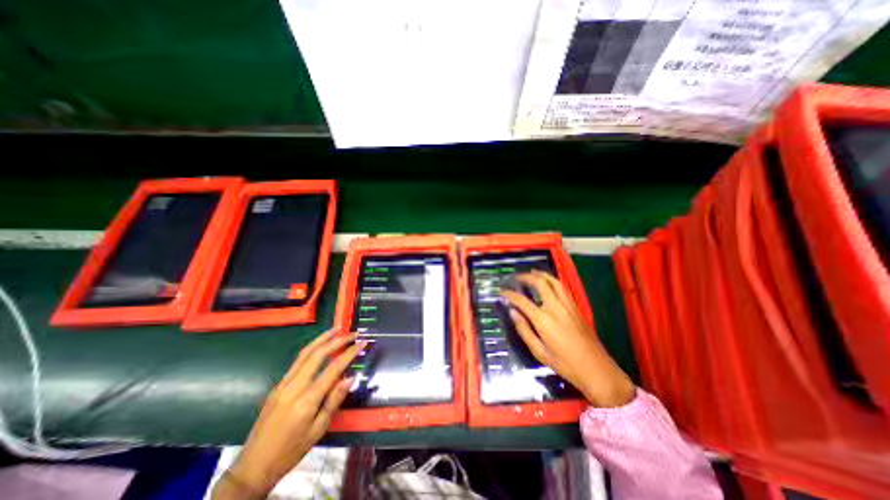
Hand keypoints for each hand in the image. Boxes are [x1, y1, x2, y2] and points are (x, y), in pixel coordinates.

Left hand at [213, 329, 362, 498]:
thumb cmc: (291, 451)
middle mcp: (294, 386)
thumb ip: (334, 401)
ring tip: (336, 329)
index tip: (362, 343)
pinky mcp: (278, 386)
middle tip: (352, 333)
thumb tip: (350, 378)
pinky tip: (320, 346)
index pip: (333, 368)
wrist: (253, 467)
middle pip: (318, 354)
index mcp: (306, 400)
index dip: (349, 353)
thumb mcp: (318, 431)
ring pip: (305, 353)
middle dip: (337, 340)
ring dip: (322, 338)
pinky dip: (312, 349)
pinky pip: (297, 361)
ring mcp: (283, 384)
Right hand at [500, 272, 639, 408]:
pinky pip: (563, 288)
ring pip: (554, 281)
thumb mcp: (539, 352)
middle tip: (517, 278)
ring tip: (532, 272)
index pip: (522, 301)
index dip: (510, 294)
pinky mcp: (576, 307)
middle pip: (540, 283)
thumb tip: (512, 312)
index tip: (502, 292)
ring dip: (541, 274)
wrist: (597, 369)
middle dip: (526, 277)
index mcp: (543, 320)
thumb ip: (524, 330)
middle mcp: (556, 308)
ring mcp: (568, 306)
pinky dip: (553, 280)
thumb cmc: (565, 364)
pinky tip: (549, 282)